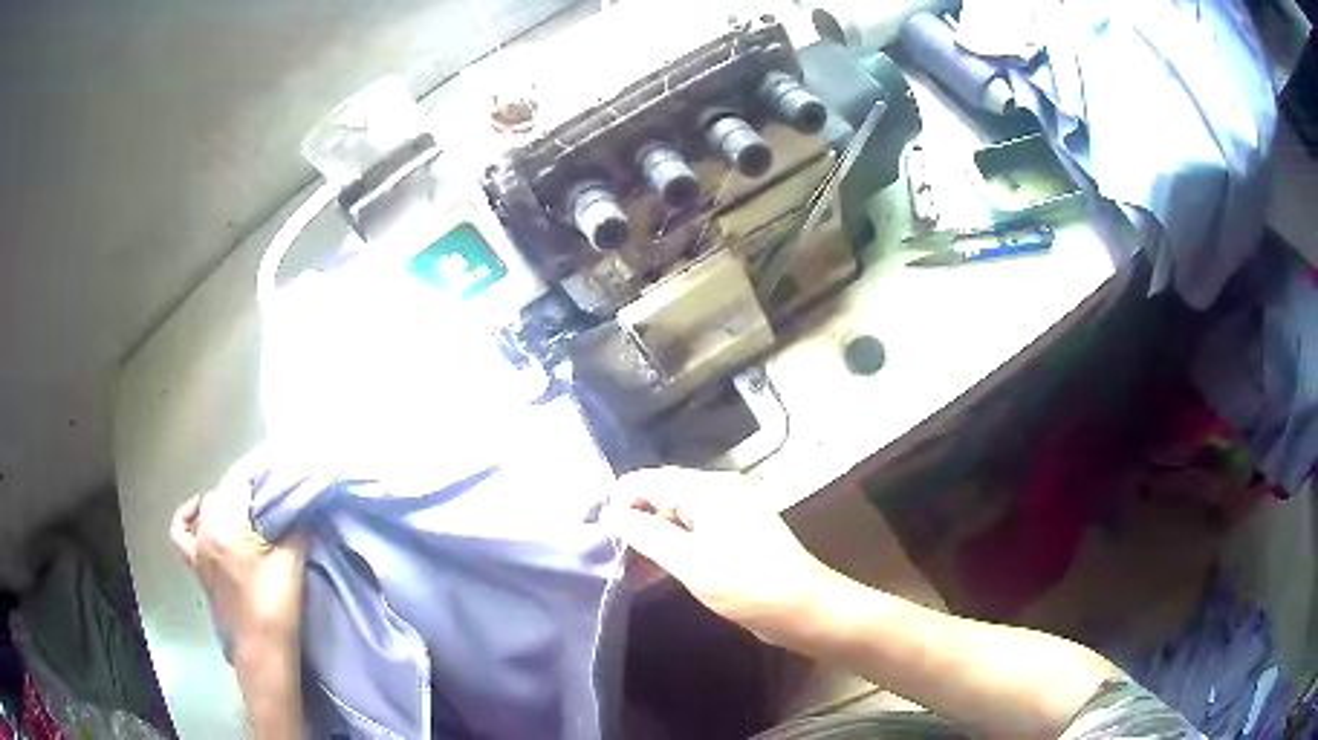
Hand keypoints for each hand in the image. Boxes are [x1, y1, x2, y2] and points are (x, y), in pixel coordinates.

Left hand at [170, 453, 307, 655]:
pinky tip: (199, 513)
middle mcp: (206, 532)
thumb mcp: (291, 566)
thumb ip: (295, 529)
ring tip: (246, 506)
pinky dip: (187, 518)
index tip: (279, 466)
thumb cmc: (276, 609)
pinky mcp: (197, 567)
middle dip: (248, 487)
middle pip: (224, 491)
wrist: (262, 652)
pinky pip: (182, 533)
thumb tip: (303, 505)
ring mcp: (198, 550)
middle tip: (274, 492)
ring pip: (208, 507)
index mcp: (226, 526)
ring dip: (226, 501)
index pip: (239, 480)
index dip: (259, 470)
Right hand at [606, 468, 835, 645]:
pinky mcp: (734, 535)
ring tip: (623, 567)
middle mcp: (718, 491)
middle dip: (633, 521)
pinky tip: (652, 571)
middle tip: (607, 555)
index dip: (619, 503)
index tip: (596, 534)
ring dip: (650, 538)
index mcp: (709, 488)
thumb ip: (646, 534)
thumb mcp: (690, 562)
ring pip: (675, 516)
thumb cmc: (747, 585)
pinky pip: (692, 532)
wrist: (804, 609)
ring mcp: (729, 513)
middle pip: (661, 495)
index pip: (648, 481)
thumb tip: (611, 514)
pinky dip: (671, 547)